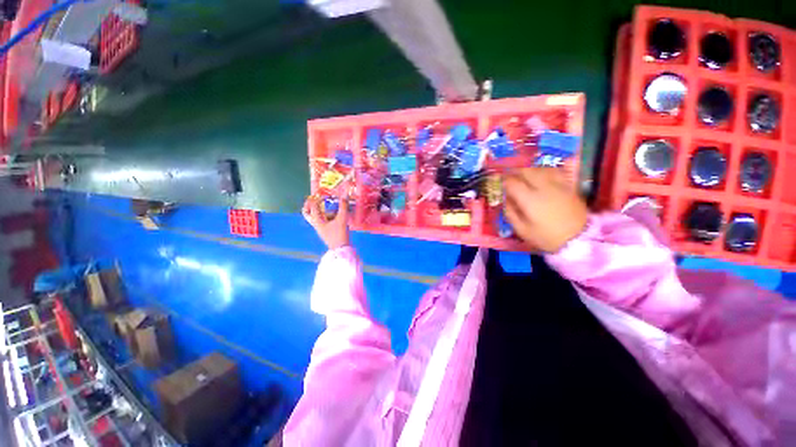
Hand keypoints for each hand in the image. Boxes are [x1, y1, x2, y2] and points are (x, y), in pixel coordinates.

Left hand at [303, 195, 349, 249]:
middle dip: (309, 205)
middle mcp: (316, 224)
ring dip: (321, 210)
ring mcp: (320, 228)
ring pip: (316, 216)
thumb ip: (343, 207)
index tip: (324, 195)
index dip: (317, 199)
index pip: (313, 206)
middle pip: (307, 213)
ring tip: (328, 206)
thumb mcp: (342, 219)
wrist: (341, 249)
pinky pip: (323, 221)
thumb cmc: (339, 234)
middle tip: (313, 198)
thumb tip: (344, 195)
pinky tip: (336, 214)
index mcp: (317, 221)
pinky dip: (327, 216)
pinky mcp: (326, 231)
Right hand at [503, 168, 588, 252]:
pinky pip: (555, 172)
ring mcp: (558, 185)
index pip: (513, 183)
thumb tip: (506, 200)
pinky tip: (542, 175)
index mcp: (529, 199)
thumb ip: (511, 213)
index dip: (504, 181)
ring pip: (541, 169)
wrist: (579, 240)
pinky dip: (545, 171)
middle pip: (527, 172)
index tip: (500, 182)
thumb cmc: (546, 237)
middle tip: (510, 176)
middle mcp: (543, 188)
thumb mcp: (522, 230)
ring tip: (524, 175)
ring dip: (529, 170)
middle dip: (516, 172)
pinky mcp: (569, 187)